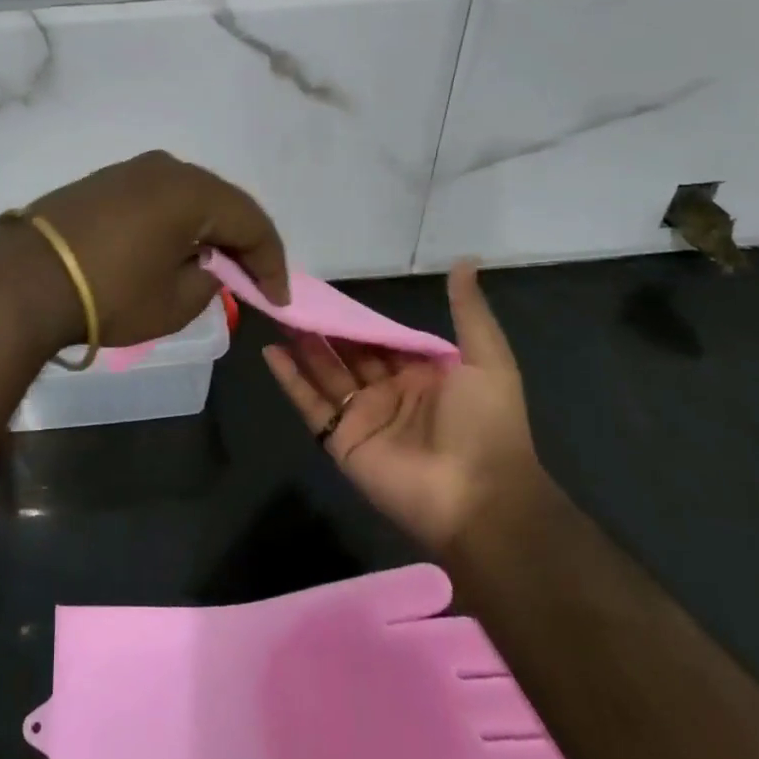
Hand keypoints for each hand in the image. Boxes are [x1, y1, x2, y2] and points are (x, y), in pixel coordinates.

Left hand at [1, 151, 288, 352]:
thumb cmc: (110, 294)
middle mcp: (164, 168)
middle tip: (251, 279)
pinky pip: (154, 198)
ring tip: (212, 264)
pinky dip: (172, 222)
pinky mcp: (100, 181)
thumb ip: (207, 282)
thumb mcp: (174, 304)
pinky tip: (169, 248)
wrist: (26, 280)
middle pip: (220, 202)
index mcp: (191, 191)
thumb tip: (205, 266)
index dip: (271, 262)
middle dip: (240, 241)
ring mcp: (128, 170)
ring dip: (205, 228)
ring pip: (186, 197)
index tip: (276, 298)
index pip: (251, 221)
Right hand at [263, 261, 542, 552]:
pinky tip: (270, 353)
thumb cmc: (485, 424)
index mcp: (421, 374)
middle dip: (324, 327)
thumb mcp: (488, 360)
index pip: (382, 338)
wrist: (480, 498)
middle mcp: (389, 392)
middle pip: (348, 353)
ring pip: (325, 373)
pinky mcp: (342, 441)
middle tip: (292, 297)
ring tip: (277, 314)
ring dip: (302, 346)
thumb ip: (468, 312)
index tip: (329, 291)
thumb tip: (464, 260)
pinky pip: (311, 405)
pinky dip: (290, 380)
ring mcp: (363, 417)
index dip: (357, 316)